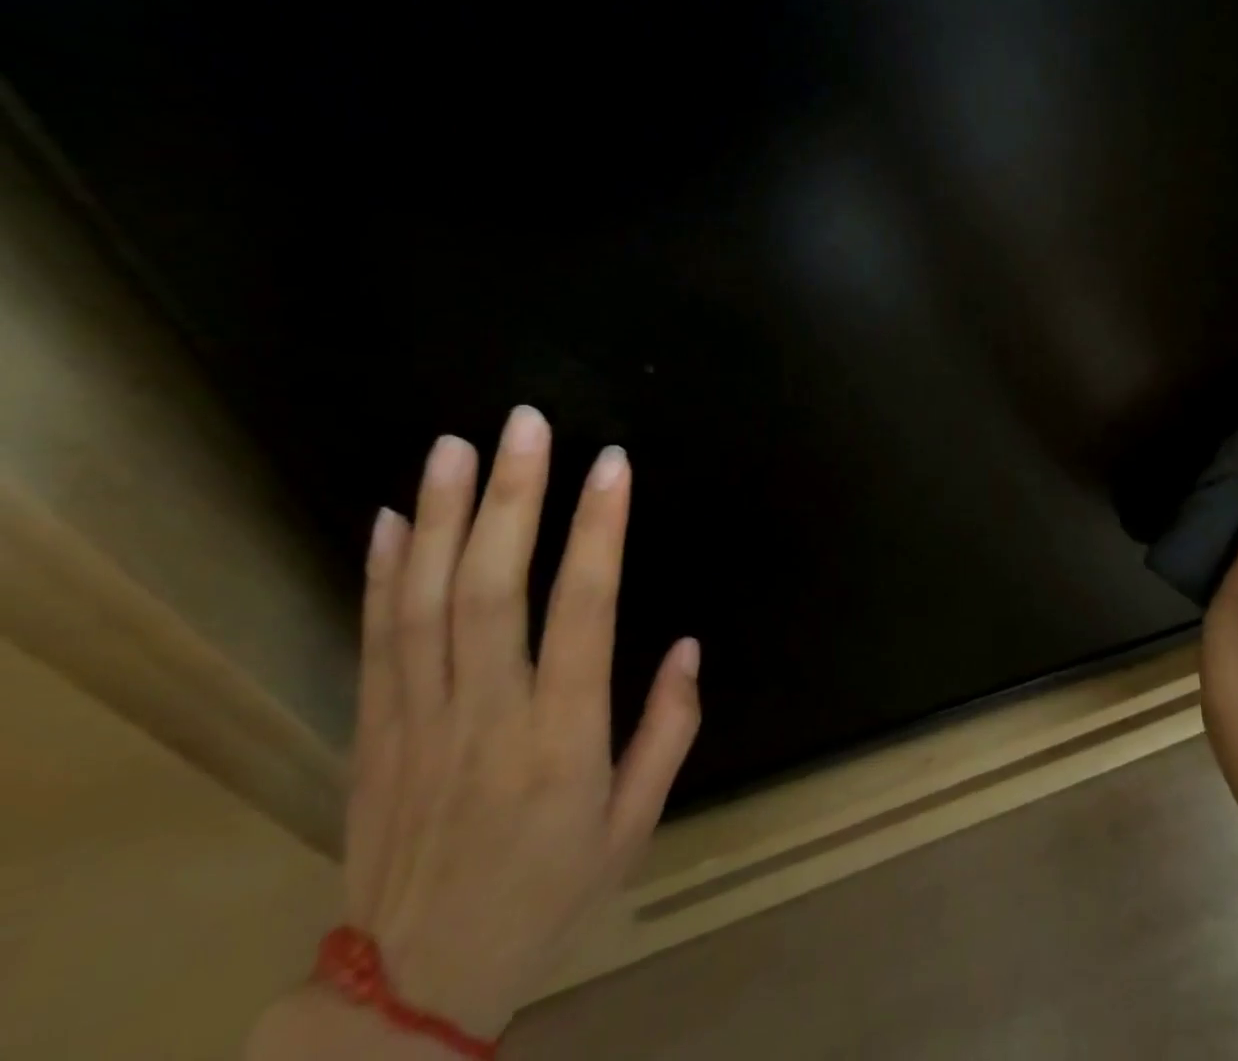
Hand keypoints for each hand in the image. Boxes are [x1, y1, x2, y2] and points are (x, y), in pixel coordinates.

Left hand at [341, 407, 700, 1038]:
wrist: (408, 989)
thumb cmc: (546, 893)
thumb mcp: (635, 825)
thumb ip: (668, 729)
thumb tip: (689, 645)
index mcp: (560, 738)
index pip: (583, 611)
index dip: (598, 531)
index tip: (610, 465)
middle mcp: (486, 715)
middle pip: (492, 588)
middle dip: (512, 497)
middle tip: (526, 424)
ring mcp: (418, 719)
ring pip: (426, 600)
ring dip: (443, 516)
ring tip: (457, 446)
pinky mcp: (373, 730)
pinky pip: (375, 639)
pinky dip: (381, 572)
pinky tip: (393, 516)